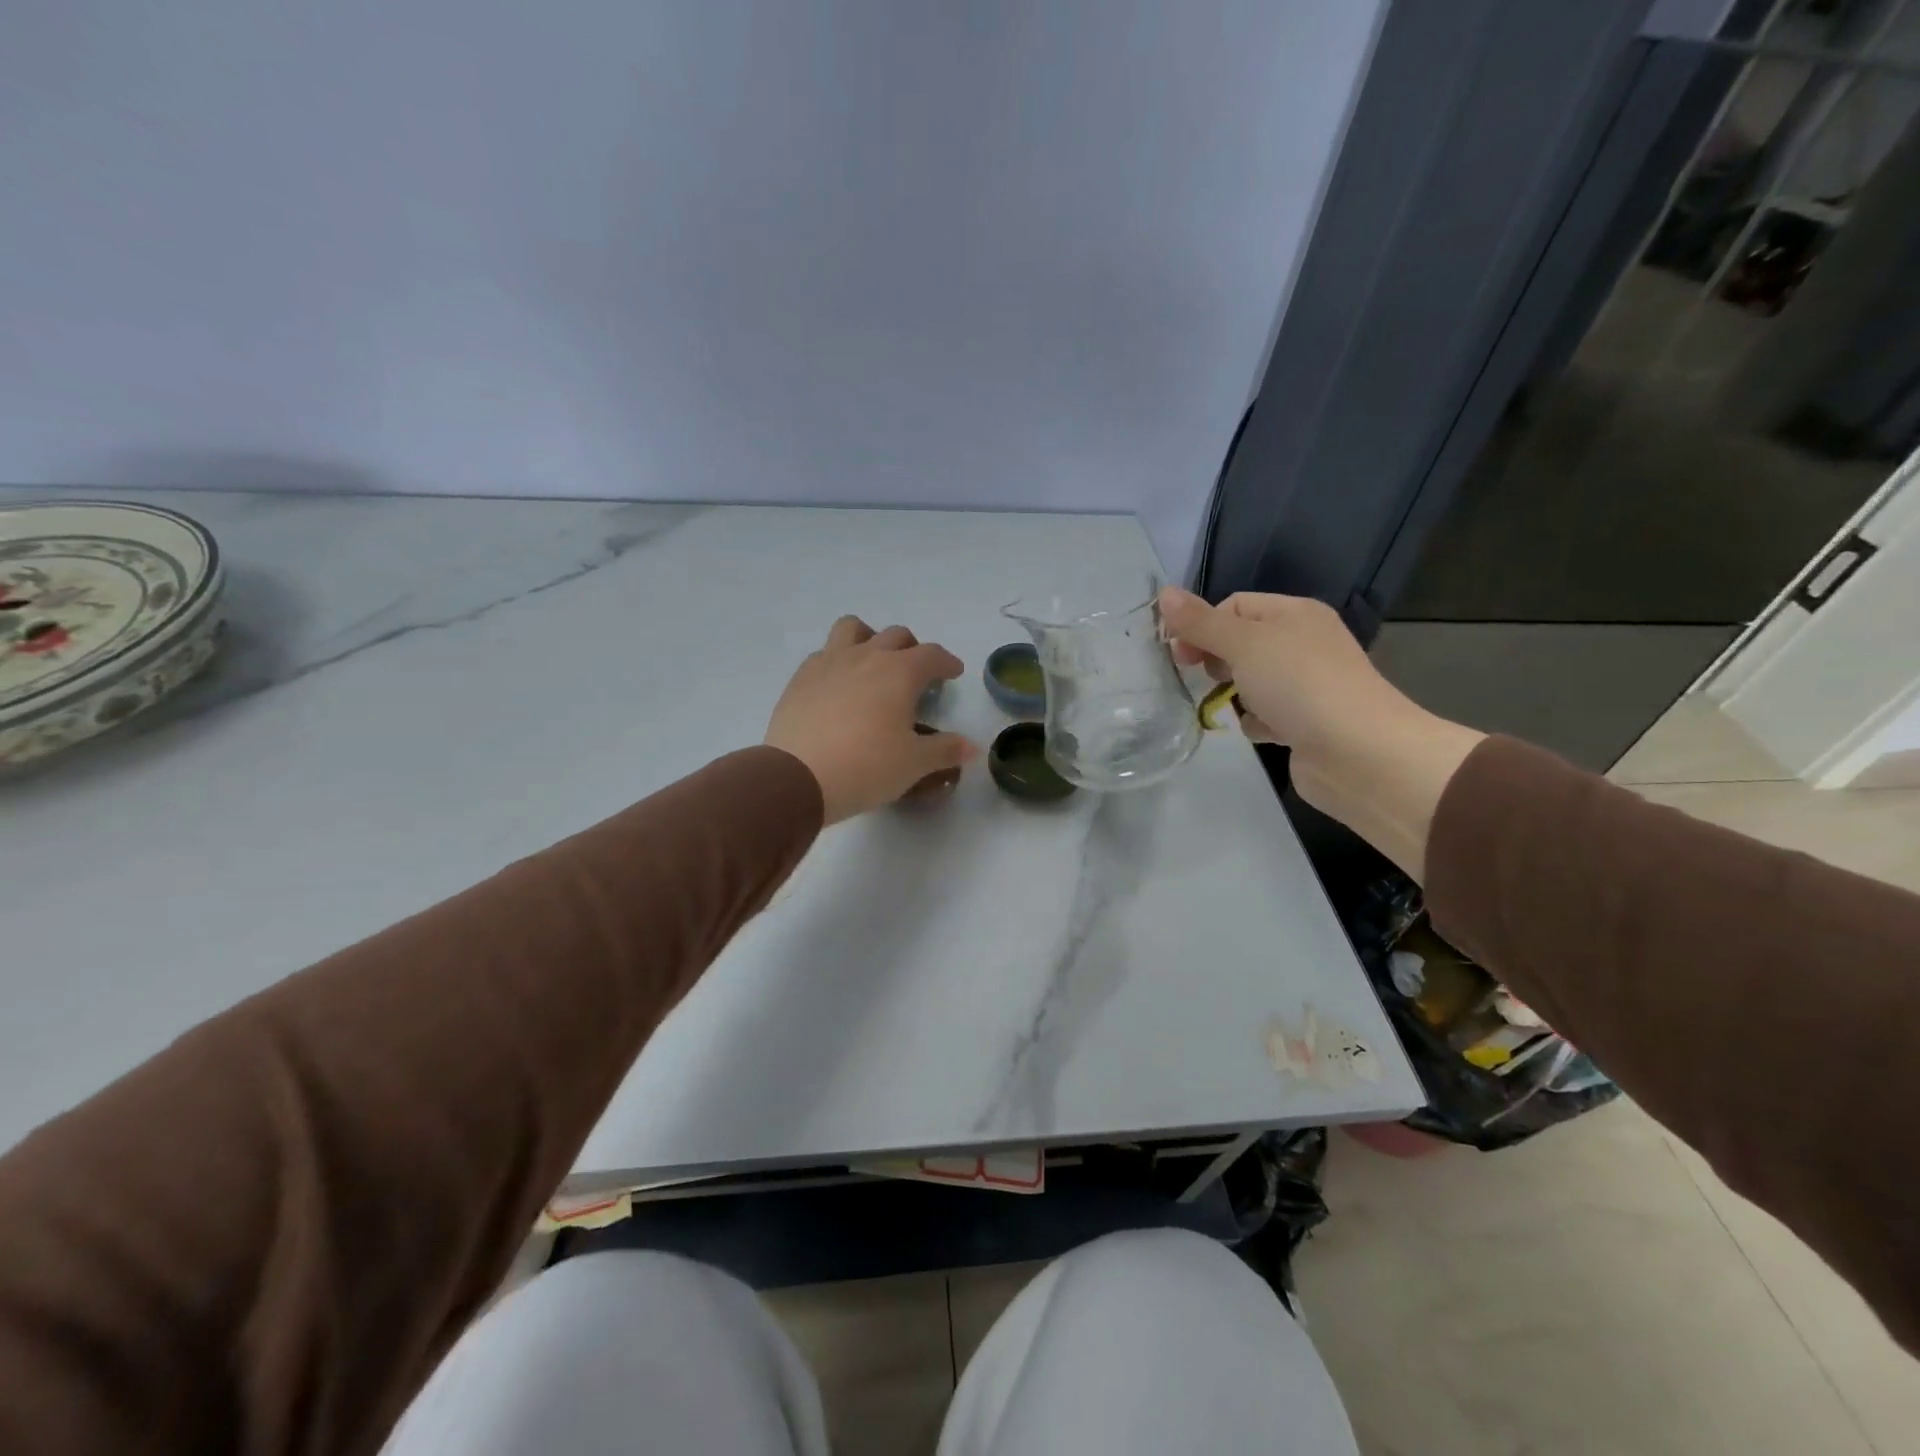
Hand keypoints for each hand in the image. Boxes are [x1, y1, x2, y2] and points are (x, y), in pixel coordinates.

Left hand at [765, 617, 976, 824]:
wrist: (798, 777)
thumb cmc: (867, 767)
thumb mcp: (914, 764)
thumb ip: (945, 750)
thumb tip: (970, 747)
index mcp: (899, 672)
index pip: (932, 655)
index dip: (946, 662)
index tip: (953, 673)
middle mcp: (866, 656)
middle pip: (895, 636)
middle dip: (912, 649)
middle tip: (916, 673)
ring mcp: (829, 662)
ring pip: (853, 629)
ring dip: (869, 638)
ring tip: (872, 663)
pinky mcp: (800, 678)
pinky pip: (824, 653)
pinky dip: (838, 661)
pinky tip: (839, 686)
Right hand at [1157, 586, 1482, 880]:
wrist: (1359, 754)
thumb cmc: (1299, 685)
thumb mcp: (1244, 644)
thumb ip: (1201, 622)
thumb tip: (1163, 593)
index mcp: (1294, 614)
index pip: (1234, 605)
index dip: (1203, 625)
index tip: (1180, 654)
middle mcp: (1303, 643)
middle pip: (1241, 641)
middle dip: (1216, 658)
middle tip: (1201, 677)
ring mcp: (1306, 684)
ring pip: (1251, 680)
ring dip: (1234, 693)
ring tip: (1230, 706)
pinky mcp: (1305, 722)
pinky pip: (1266, 714)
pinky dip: (1257, 722)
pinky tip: (1260, 732)